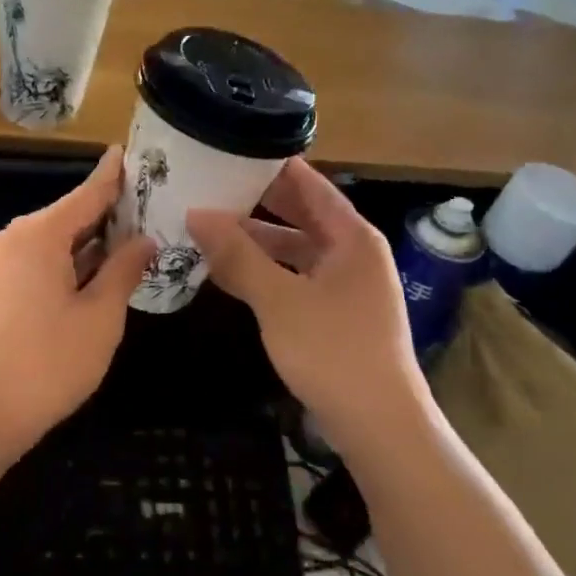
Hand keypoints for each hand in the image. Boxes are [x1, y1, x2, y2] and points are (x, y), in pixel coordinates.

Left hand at [0, 148, 153, 450]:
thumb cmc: (48, 362)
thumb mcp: (100, 316)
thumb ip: (124, 269)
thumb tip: (144, 239)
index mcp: (37, 234)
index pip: (86, 193)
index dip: (112, 174)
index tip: (127, 150)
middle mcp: (11, 238)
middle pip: (67, 217)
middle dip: (106, 216)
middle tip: (147, 209)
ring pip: (51, 243)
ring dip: (87, 245)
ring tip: (130, 242)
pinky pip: (34, 263)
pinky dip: (65, 265)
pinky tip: (94, 275)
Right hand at [189, 159, 431, 456]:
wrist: (380, 426)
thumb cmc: (333, 352)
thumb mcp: (279, 300)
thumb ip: (238, 255)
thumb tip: (196, 214)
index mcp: (351, 237)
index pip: (308, 183)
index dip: (270, 165)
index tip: (229, 149)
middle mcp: (352, 252)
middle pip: (300, 214)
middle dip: (255, 202)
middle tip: (208, 185)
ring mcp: (345, 284)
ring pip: (294, 249)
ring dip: (255, 241)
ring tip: (207, 227)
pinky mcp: (335, 313)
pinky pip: (294, 277)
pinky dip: (265, 272)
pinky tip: (227, 272)